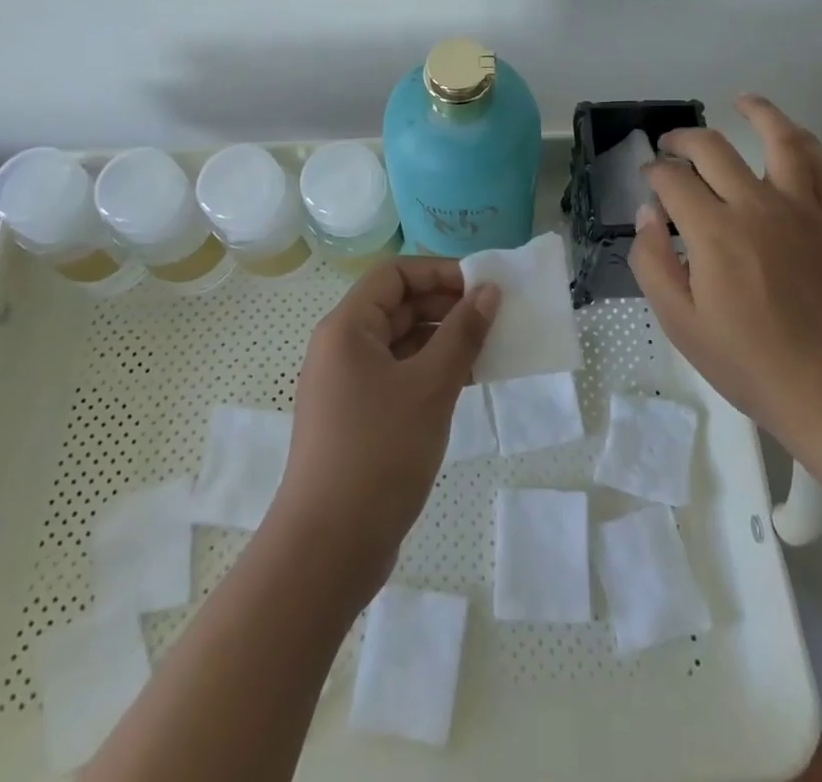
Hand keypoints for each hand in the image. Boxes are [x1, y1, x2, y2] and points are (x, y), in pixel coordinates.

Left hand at [271, 257, 499, 595]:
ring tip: (488, 349)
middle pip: (397, 305)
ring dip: (442, 340)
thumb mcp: (430, 386)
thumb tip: (488, 291)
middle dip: (446, 305)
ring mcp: (346, 384)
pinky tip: (465, 383)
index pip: (394, 274)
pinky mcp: (356, 417)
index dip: (438, 271)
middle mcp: (341, 347)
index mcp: (347, 327)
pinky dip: (430, 371)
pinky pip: (397, 375)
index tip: (481, 285)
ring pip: (400, 342)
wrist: (327, 549)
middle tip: (494, 317)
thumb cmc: (378, 453)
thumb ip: (462, 334)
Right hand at [628, 94, 821, 463]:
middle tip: (670, 145)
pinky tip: (793, 135)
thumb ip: (652, 262)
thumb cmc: (749, 362)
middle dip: (683, 140)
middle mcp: (757, 206)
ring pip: (780, 139)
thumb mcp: (680, 324)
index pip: (673, 179)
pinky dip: (806, 142)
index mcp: (714, 232)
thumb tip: (649, 213)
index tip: (648, 179)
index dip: (653, 172)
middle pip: (713, 148)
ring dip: (758, 112)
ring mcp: (803, 209)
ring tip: (741, 101)